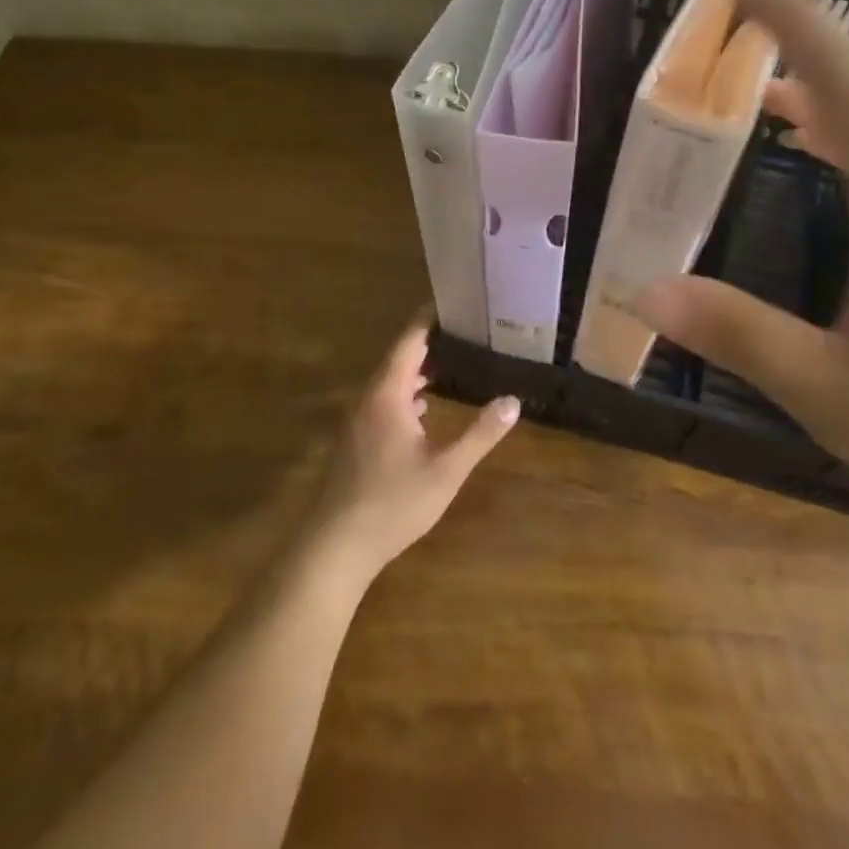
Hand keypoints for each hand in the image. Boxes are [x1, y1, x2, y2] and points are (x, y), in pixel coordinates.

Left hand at [304, 318, 519, 583]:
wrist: (335, 546)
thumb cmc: (393, 503)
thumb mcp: (446, 470)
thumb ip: (480, 434)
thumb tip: (513, 401)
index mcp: (387, 392)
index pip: (410, 339)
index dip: (431, 318)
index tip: (456, 301)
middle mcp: (368, 396)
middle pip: (400, 356)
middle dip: (430, 341)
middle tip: (466, 331)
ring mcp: (357, 418)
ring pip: (390, 380)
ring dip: (418, 368)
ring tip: (452, 362)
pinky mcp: (355, 438)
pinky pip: (383, 400)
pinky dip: (406, 392)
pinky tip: (424, 408)